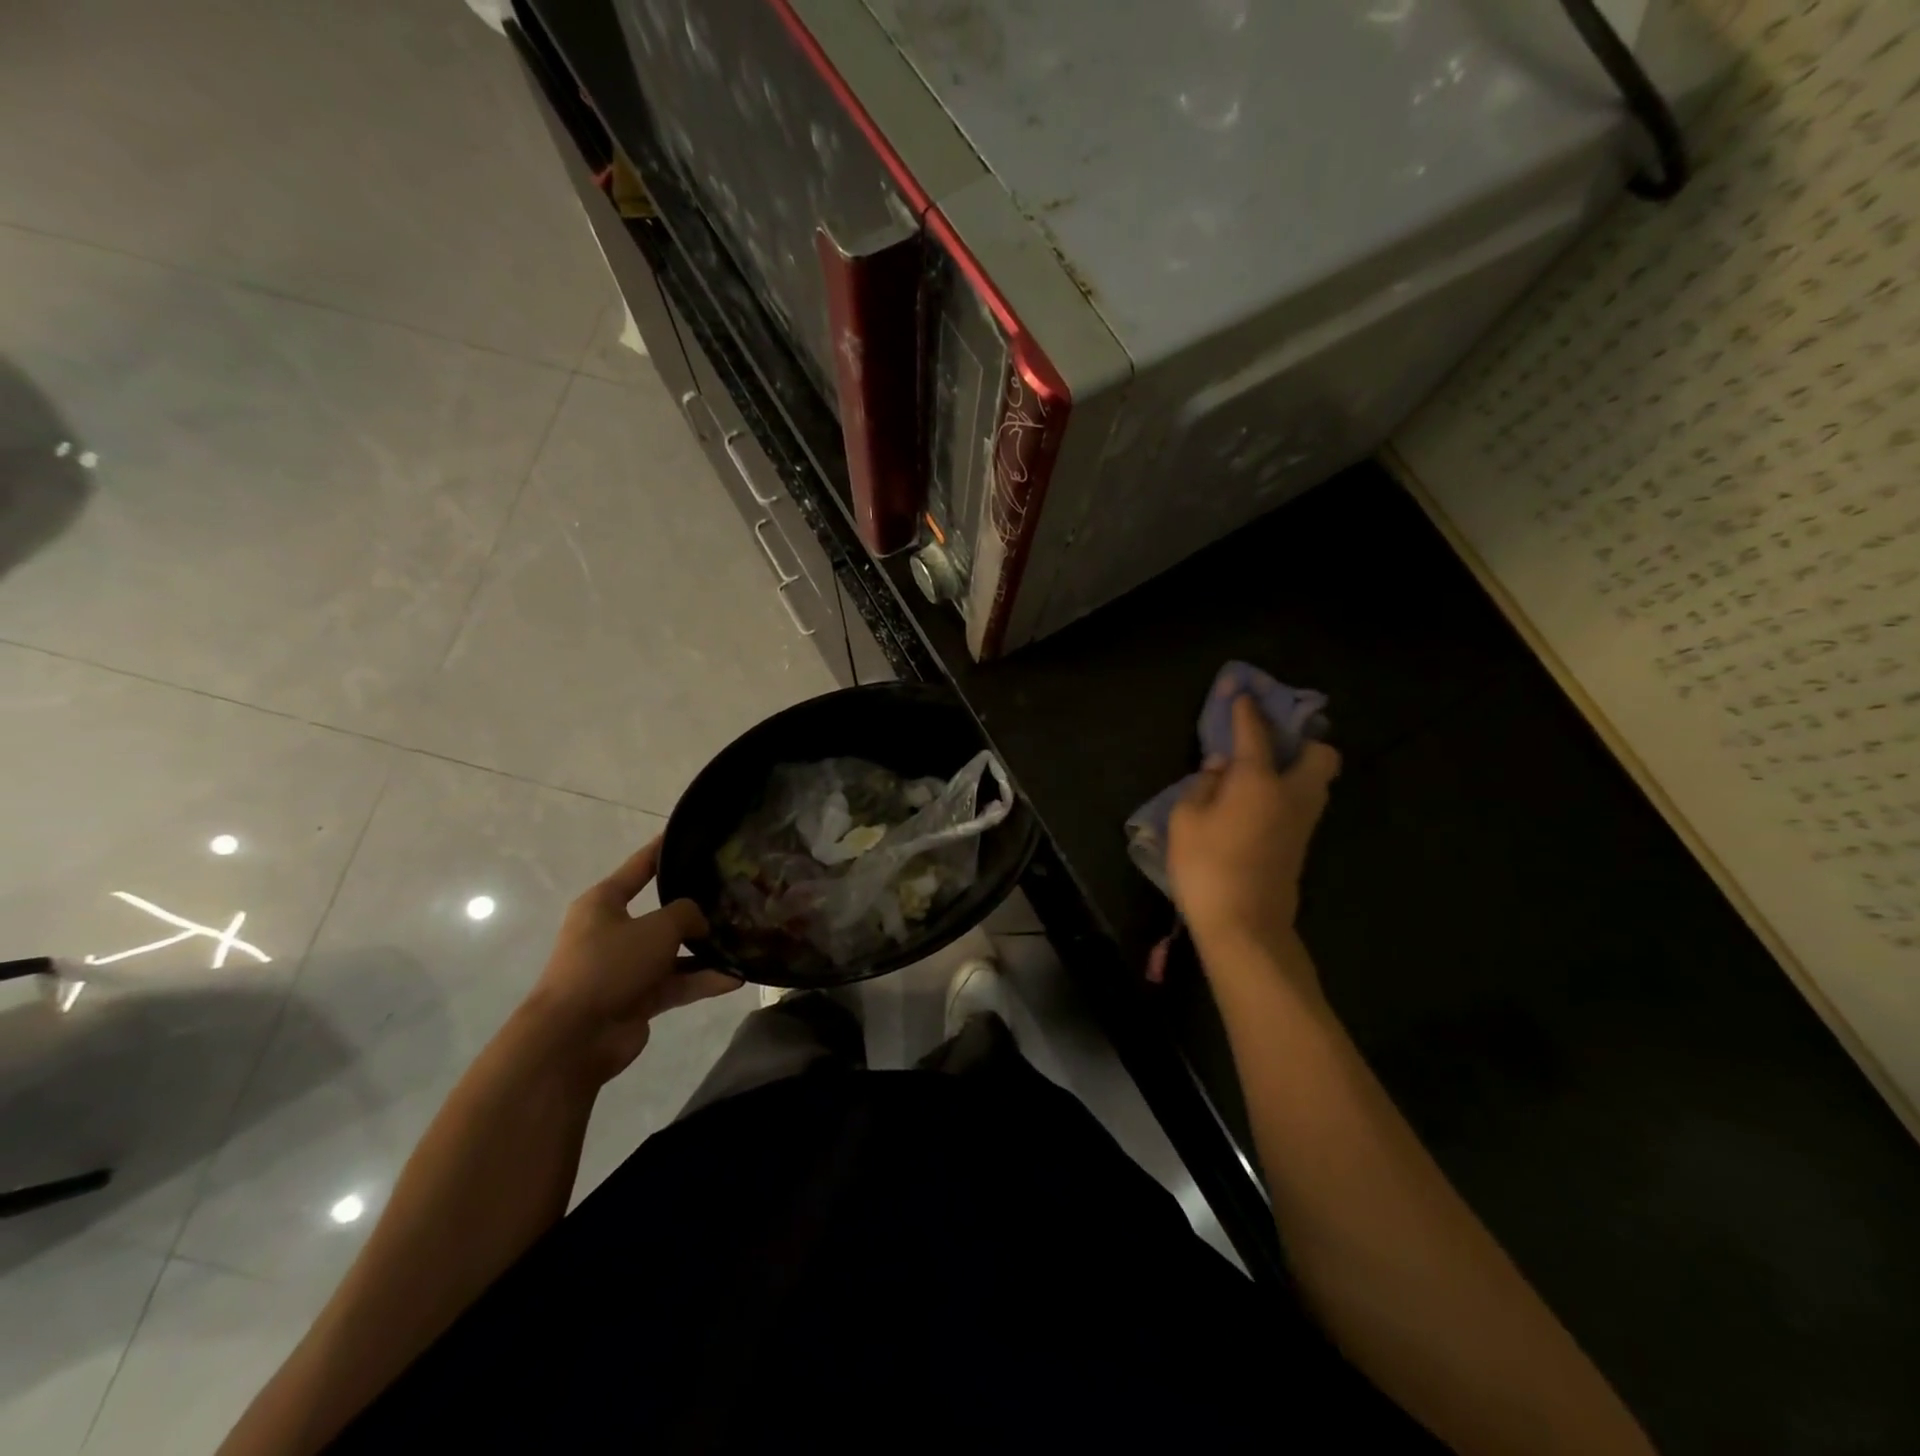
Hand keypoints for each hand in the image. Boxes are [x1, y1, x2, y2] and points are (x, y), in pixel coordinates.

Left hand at [523, 837, 740, 1084]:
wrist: (574, 1037)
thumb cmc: (610, 965)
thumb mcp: (657, 927)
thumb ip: (686, 913)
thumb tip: (698, 922)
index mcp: (604, 903)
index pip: (639, 867)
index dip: (664, 850)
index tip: (690, 836)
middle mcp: (614, 931)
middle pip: (661, 913)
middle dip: (695, 909)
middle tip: (733, 896)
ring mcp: (626, 967)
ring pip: (673, 952)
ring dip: (705, 951)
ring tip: (744, 942)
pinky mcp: (638, 999)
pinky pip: (677, 983)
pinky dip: (702, 981)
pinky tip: (736, 978)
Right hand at [1167, 695, 1340, 960]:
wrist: (1245, 925)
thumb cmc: (1207, 866)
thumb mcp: (1185, 820)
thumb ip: (1203, 785)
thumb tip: (1220, 768)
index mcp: (1259, 780)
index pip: (1254, 733)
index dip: (1246, 709)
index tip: (1241, 693)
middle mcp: (1292, 793)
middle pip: (1320, 754)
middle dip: (1303, 740)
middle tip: (1272, 743)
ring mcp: (1303, 821)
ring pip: (1317, 781)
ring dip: (1299, 767)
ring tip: (1262, 772)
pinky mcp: (1301, 845)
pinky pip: (1303, 803)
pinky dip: (1289, 792)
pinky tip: (1258, 802)